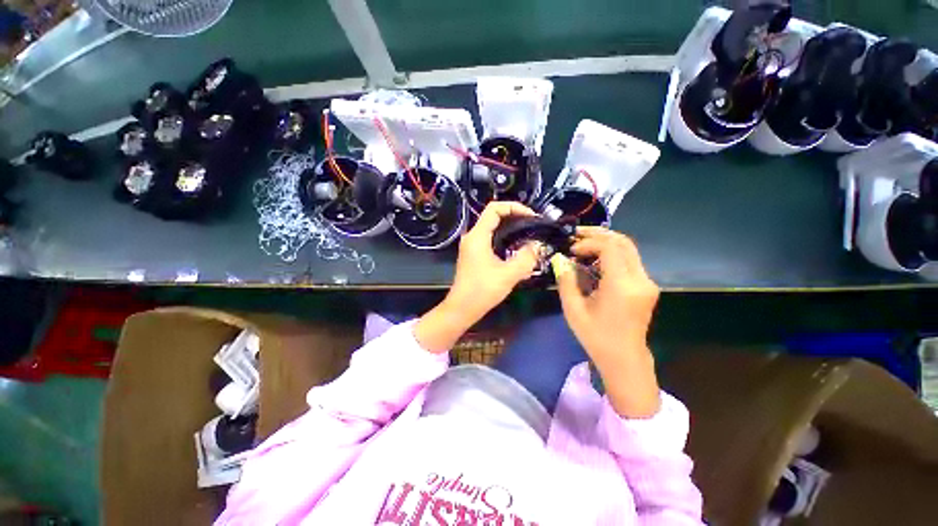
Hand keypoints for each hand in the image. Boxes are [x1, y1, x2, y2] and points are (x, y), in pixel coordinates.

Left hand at [415, 202, 538, 352]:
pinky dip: (505, 239)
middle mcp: (472, 236)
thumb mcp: (509, 274)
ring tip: (528, 236)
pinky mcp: (474, 255)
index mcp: (478, 236)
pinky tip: (517, 249)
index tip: (531, 216)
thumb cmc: (483, 290)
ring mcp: (472, 246)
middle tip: (533, 227)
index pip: (495, 208)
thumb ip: (526, 257)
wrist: (462, 308)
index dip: (514, 207)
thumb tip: (536, 244)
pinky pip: (491, 239)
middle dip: (515, 217)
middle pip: (494, 216)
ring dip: (511, 229)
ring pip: (493, 228)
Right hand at [551, 227, 660, 417]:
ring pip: (629, 249)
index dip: (589, 243)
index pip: (610, 248)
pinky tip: (594, 258)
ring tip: (583, 243)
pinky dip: (611, 253)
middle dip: (599, 234)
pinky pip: (629, 260)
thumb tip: (560, 259)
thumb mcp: (573, 309)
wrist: (624, 358)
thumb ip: (566, 281)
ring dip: (605, 242)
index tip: (571, 250)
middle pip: (623, 242)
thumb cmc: (596, 337)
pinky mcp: (646, 285)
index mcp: (622, 286)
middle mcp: (640, 280)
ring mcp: (646, 282)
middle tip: (577, 234)